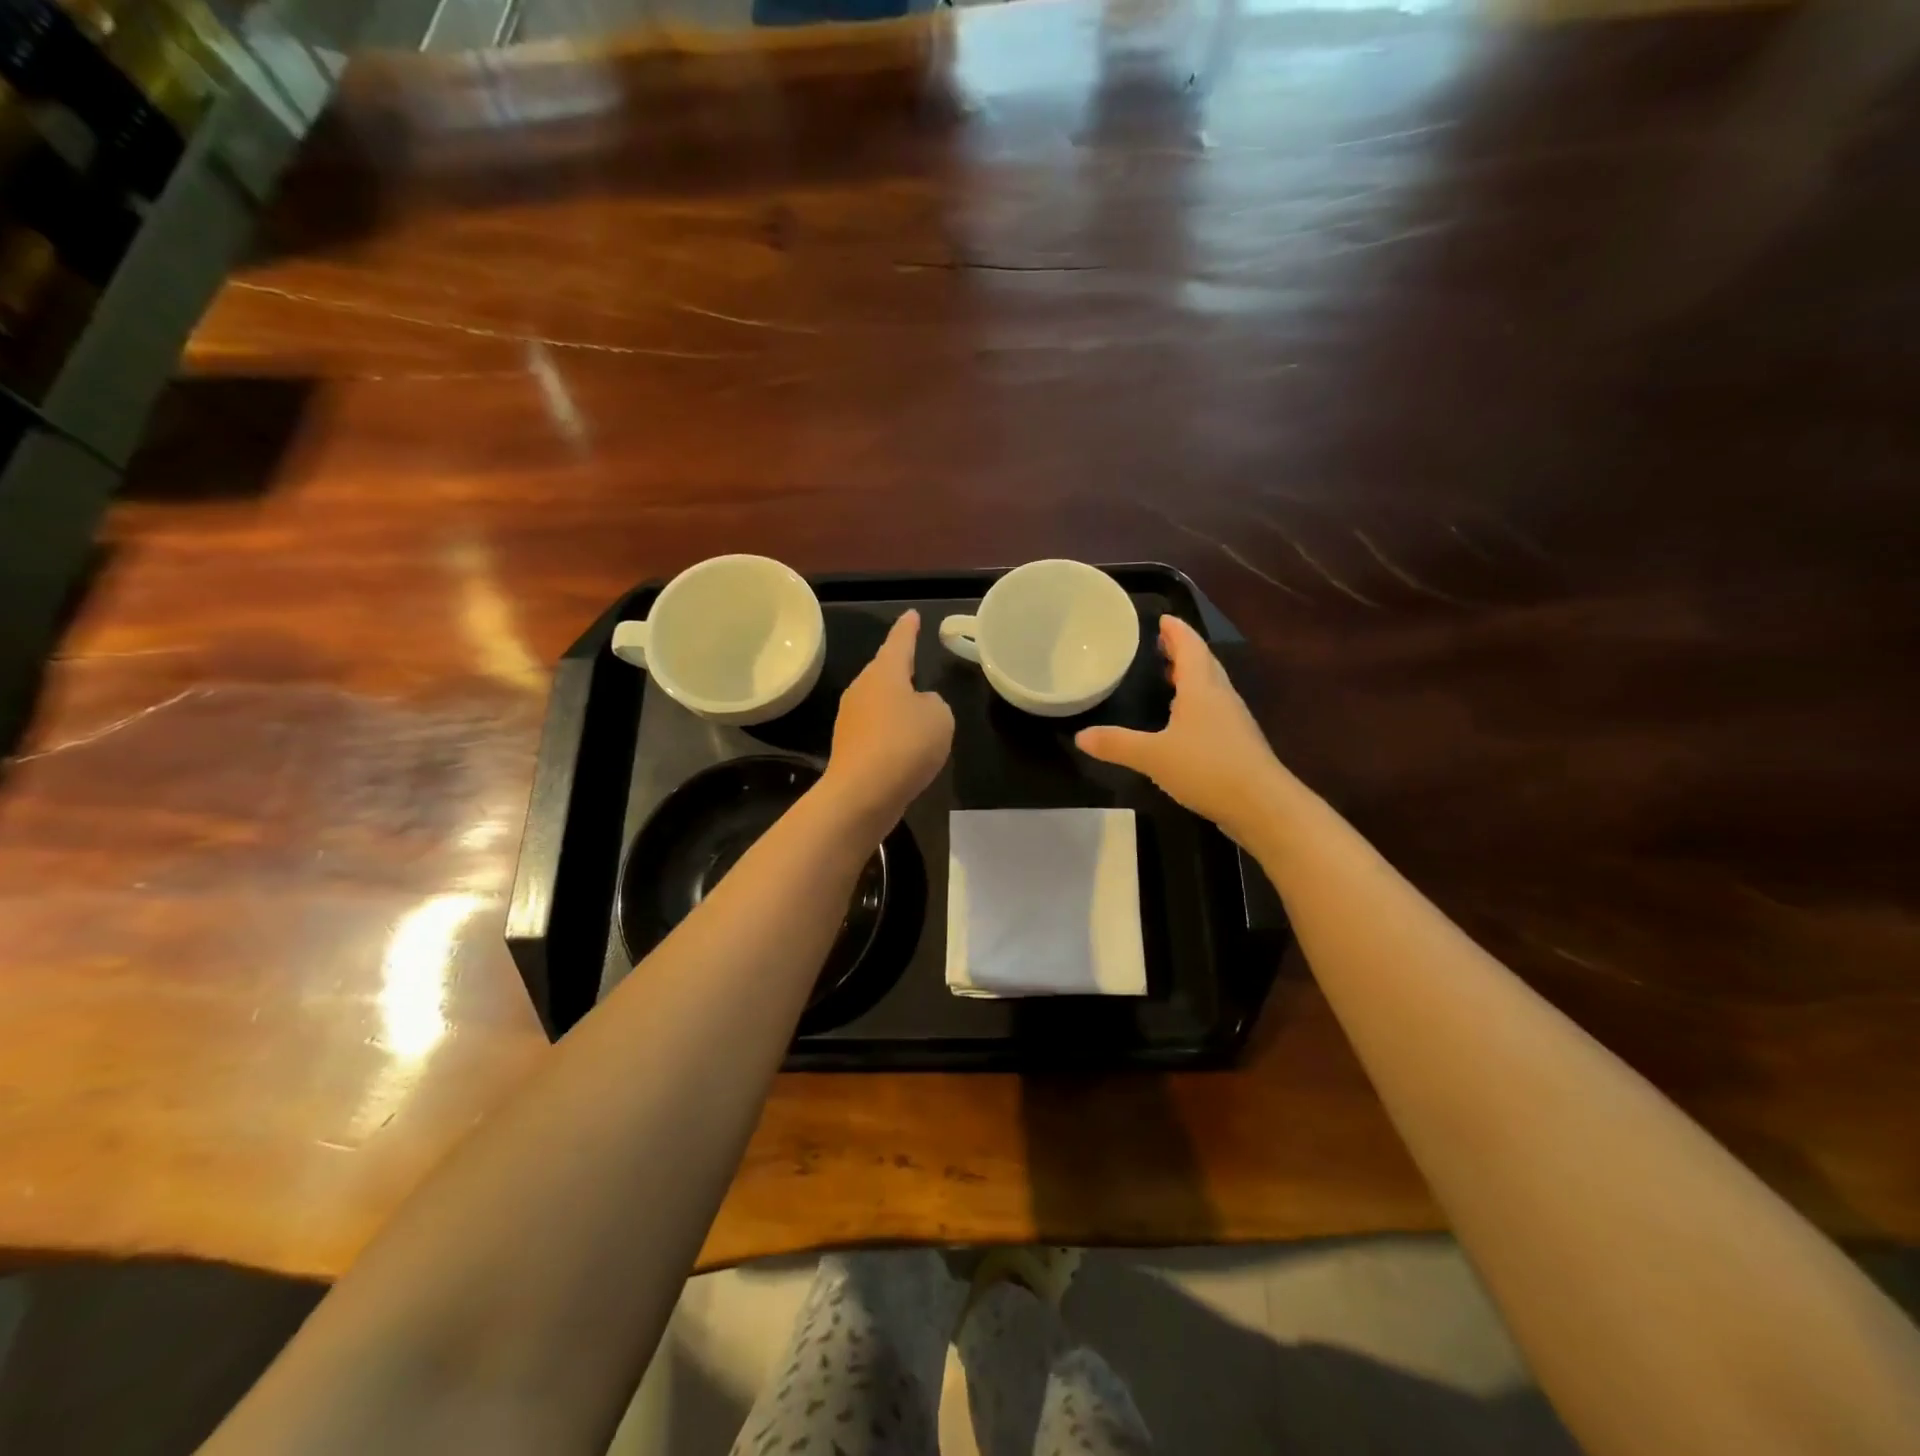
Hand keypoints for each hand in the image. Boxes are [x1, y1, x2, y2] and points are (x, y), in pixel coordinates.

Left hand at [821, 610, 954, 834]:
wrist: (863, 794)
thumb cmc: (905, 744)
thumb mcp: (939, 717)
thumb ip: (934, 704)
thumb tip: (919, 707)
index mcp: (884, 672)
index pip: (899, 641)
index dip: (908, 628)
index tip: (912, 614)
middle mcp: (862, 689)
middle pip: (884, 671)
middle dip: (899, 668)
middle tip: (915, 660)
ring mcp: (851, 718)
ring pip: (878, 701)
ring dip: (896, 703)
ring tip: (916, 708)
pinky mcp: (849, 747)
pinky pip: (876, 728)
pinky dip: (891, 731)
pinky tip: (904, 744)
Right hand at [1075, 615, 1285, 844]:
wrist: (1262, 805)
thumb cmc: (1207, 768)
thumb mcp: (1153, 756)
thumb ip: (1116, 744)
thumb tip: (1080, 737)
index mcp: (1202, 688)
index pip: (1190, 647)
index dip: (1176, 631)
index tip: (1163, 618)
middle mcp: (1221, 696)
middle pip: (1203, 662)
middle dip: (1183, 650)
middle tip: (1161, 643)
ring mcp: (1233, 720)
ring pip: (1211, 686)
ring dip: (1192, 676)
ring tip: (1169, 675)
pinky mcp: (1238, 743)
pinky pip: (1214, 710)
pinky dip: (1197, 702)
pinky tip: (1184, 720)